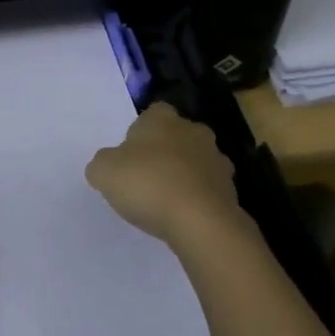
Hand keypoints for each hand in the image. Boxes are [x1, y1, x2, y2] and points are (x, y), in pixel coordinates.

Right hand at [86, 102, 245, 249]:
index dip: (141, 132)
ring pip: (197, 162)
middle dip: (166, 151)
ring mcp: (217, 160)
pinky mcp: (231, 189)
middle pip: (177, 135)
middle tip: (147, 176)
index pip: (153, 112)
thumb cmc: (148, 184)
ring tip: (167, 201)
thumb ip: (102, 163)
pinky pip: (209, 190)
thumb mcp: (104, 172)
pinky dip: (199, 199)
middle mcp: (193, 130)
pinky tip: (185, 218)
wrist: (201, 222)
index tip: (131, 154)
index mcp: (162, 118)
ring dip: (185, 175)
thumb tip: (108, 165)